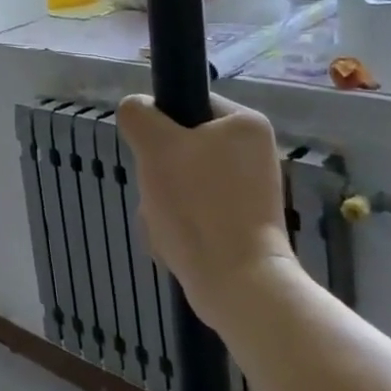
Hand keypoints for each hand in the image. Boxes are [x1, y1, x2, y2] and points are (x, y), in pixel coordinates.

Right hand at [116, 94, 300, 329]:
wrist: (238, 286)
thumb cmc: (199, 206)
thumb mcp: (155, 146)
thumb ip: (138, 115)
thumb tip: (136, 109)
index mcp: (246, 124)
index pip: (188, 104)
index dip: (161, 126)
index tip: (152, 153)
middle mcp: (255, 153)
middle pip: (181, 147)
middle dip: (159, 173)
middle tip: (158, 193)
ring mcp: (251, 193)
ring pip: (183, 182)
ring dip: (163, 202)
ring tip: (165, 224)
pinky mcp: (244, 226)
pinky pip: (196, 212)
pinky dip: (179, 225)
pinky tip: (174, 243)